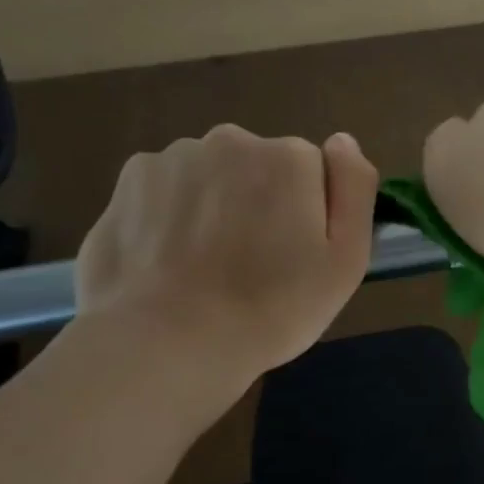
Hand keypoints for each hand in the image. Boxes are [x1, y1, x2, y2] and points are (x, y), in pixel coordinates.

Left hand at [73, 126, 377, 419]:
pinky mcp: (128, 183)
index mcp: (289, 158)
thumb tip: (342, 141)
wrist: (169, 342)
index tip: (297, 256)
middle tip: (255, 266)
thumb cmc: (275, 307)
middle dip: (260, 203)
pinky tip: (172, 260)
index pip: (312, 172)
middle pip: (260, 168)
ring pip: (211, 177)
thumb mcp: (347, 260)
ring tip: (208, 268)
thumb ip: (354, 188)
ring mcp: (172, 158)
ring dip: (215, 207)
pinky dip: (172, 216)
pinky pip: (167, 191)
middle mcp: (231, 141)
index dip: (309, 214)